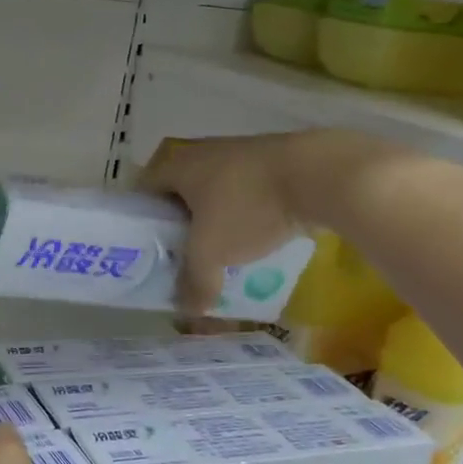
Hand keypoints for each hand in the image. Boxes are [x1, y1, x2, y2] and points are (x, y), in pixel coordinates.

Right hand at [141, 130, 418, 312]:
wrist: (321, 173)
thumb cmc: (248, 207)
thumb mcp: (212, 252)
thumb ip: (194, 282)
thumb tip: (186, 311)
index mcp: (178, 165)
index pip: (144, 190)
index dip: (141, 220)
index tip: (147, 248)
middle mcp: (204, 152)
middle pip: (180, 191)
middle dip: (181, 223)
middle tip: (183, 255)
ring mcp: (241, 152)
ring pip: (216, 191)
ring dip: (216, 219)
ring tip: (221, 251)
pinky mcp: (275, 160)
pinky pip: (248, 190)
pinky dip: (247, 212)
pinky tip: (258, 237)